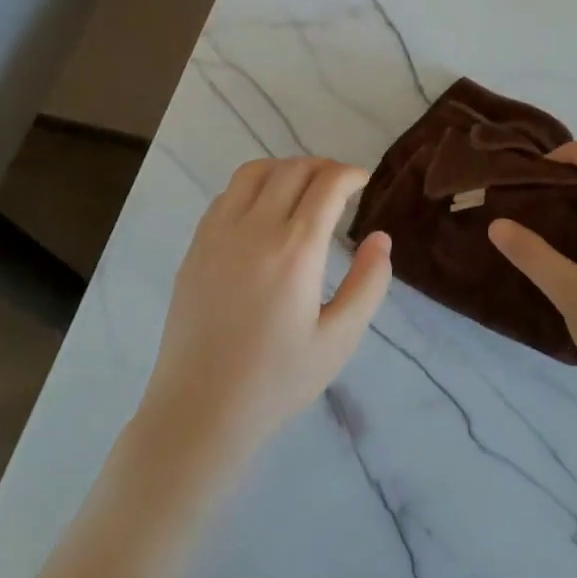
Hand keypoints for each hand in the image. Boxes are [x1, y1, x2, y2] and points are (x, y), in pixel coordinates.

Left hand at [138, 157, 391, 467]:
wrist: (199, 410)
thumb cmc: (277, 380)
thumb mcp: (339, 340)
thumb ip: (368, 284)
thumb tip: (380, 238)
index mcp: (295, 250)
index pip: (327, 184)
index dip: (350, 174)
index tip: (363, 180)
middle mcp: (255, 228)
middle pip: (293, 169)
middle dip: (323, 167)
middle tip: (340, 185)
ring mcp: (219, 234)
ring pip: (255, 172)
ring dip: (286, 168)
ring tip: (302, 188)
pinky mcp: (196, 247)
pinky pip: (227, 195)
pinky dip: (253, 186)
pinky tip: (263, 210)